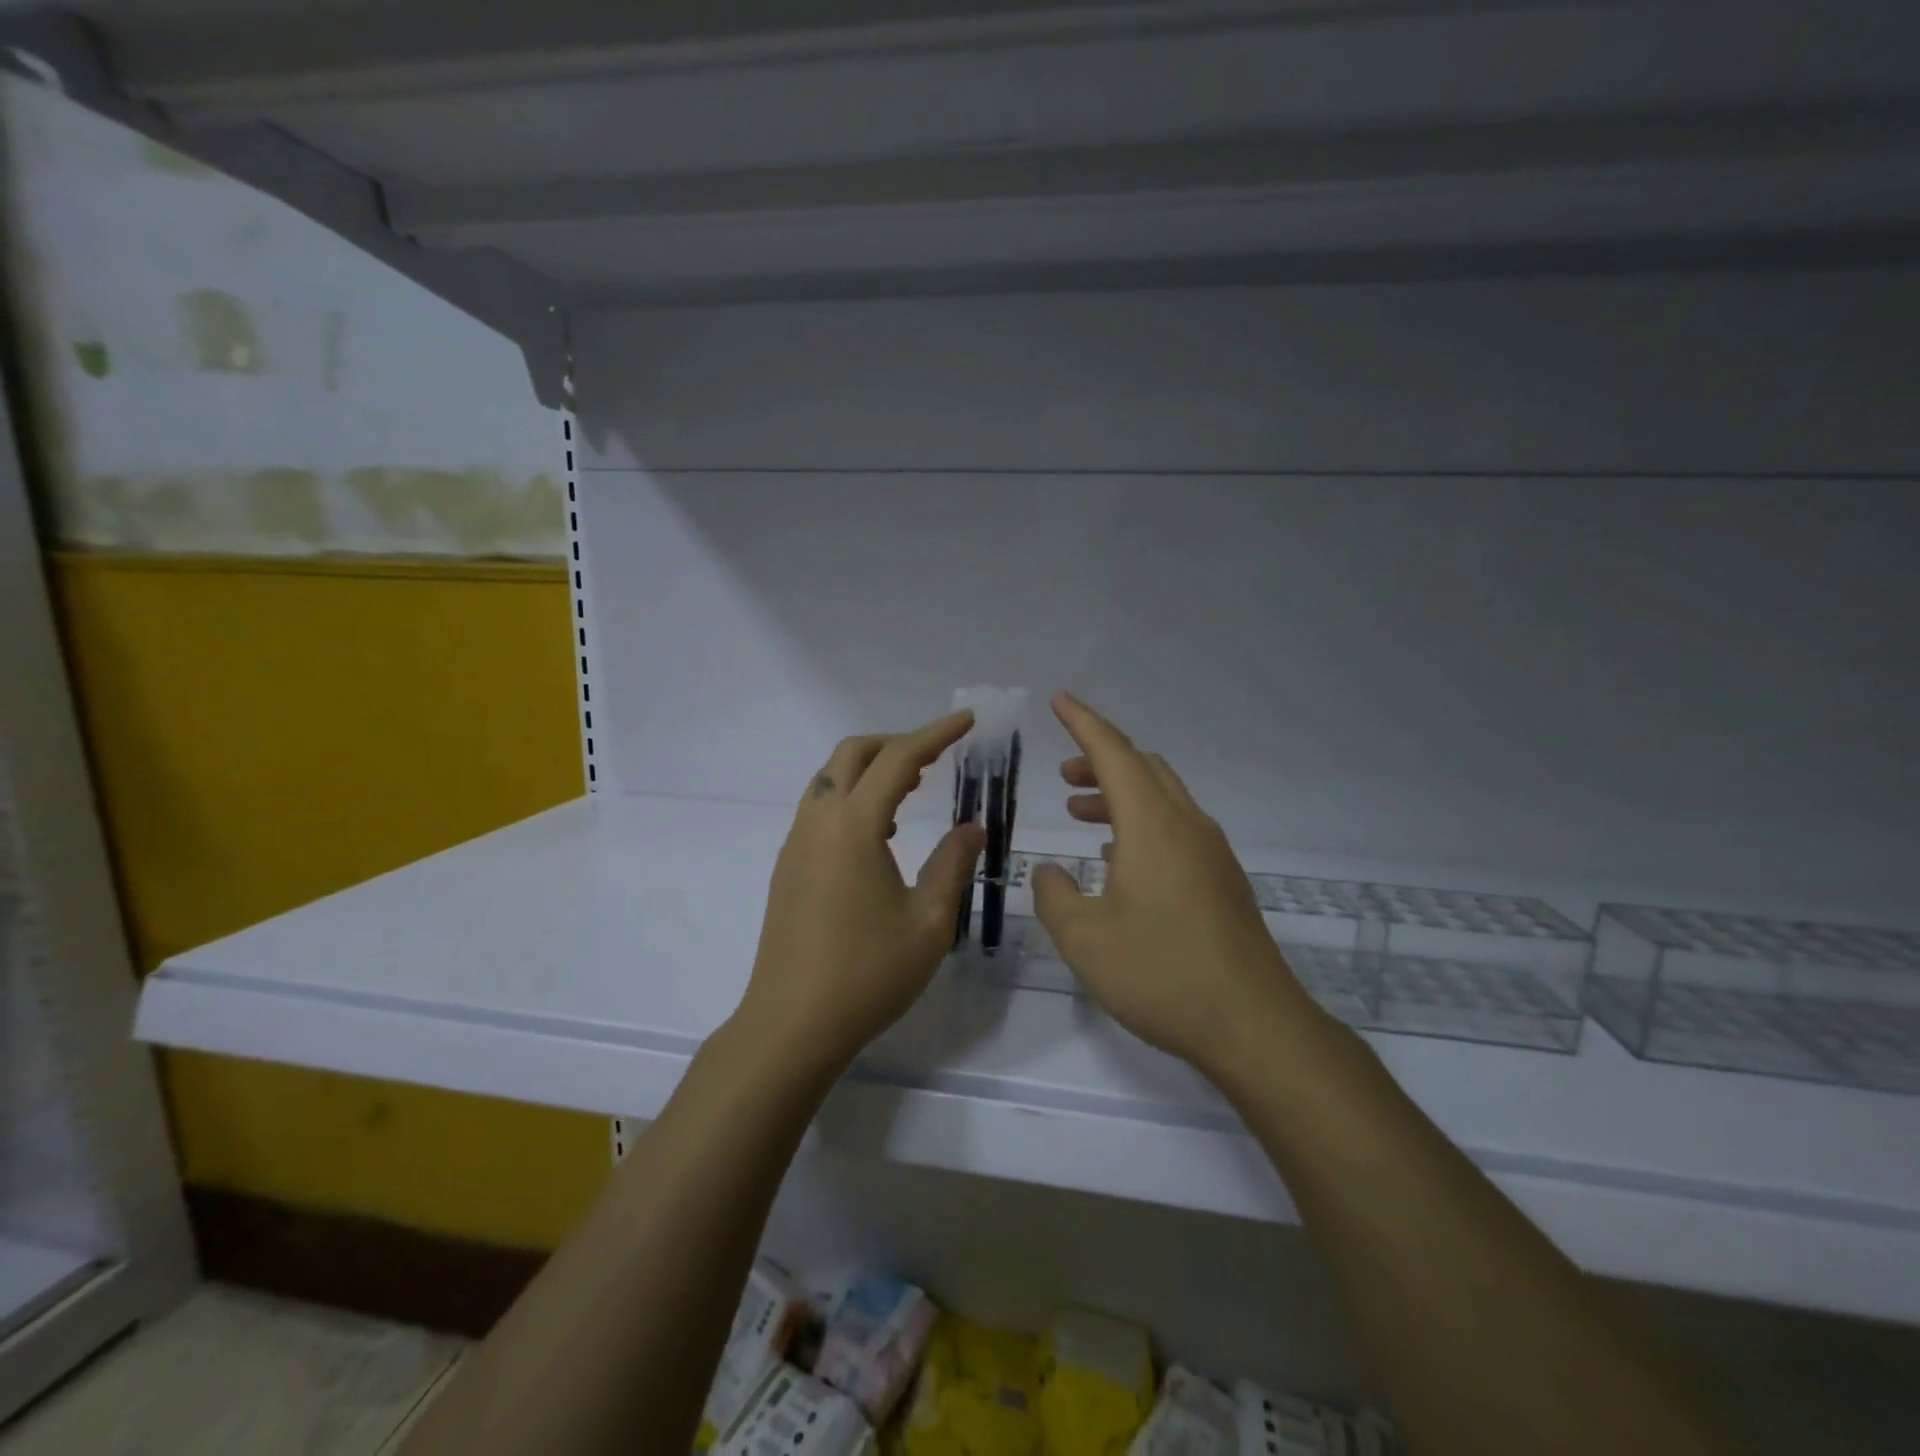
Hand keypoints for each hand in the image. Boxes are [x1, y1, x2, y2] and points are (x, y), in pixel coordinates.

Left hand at [734, 711, 985, 1071]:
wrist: (792, 1024)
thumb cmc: (868, 974)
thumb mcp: (930, 922)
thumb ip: (953, 864)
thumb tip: (971, 827)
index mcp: (855, 827)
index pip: (898, 760)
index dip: (935, 734)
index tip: (966, 720)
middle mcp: (819, 822)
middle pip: (852, 754)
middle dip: (896, 743)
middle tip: (936, 755)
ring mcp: (797, 844)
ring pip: (830, 779)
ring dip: (870, 770)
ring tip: (911, 791)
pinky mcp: (788, 867)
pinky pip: (820, 809)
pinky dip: (852, 799)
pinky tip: (879, 836)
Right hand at [1032, 692, 1318, 1072]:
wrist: (1253, 1024)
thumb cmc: (1161, 973)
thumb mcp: (1084, 938)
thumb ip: (1054, 895)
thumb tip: (1049, 872)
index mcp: (1152, 825)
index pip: (1113, 753)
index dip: (1083, 723)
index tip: (1059, 700)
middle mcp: (1186, 825)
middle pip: (1143, 768)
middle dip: (1100, 760)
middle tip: (1064, 774)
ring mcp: (1211, 852)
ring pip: (1162, 798)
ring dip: (1120, 794)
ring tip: (1082, 813)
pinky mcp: (1222, 880)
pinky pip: (1176, 827)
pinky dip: (1142, 823)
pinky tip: (1120, 859)